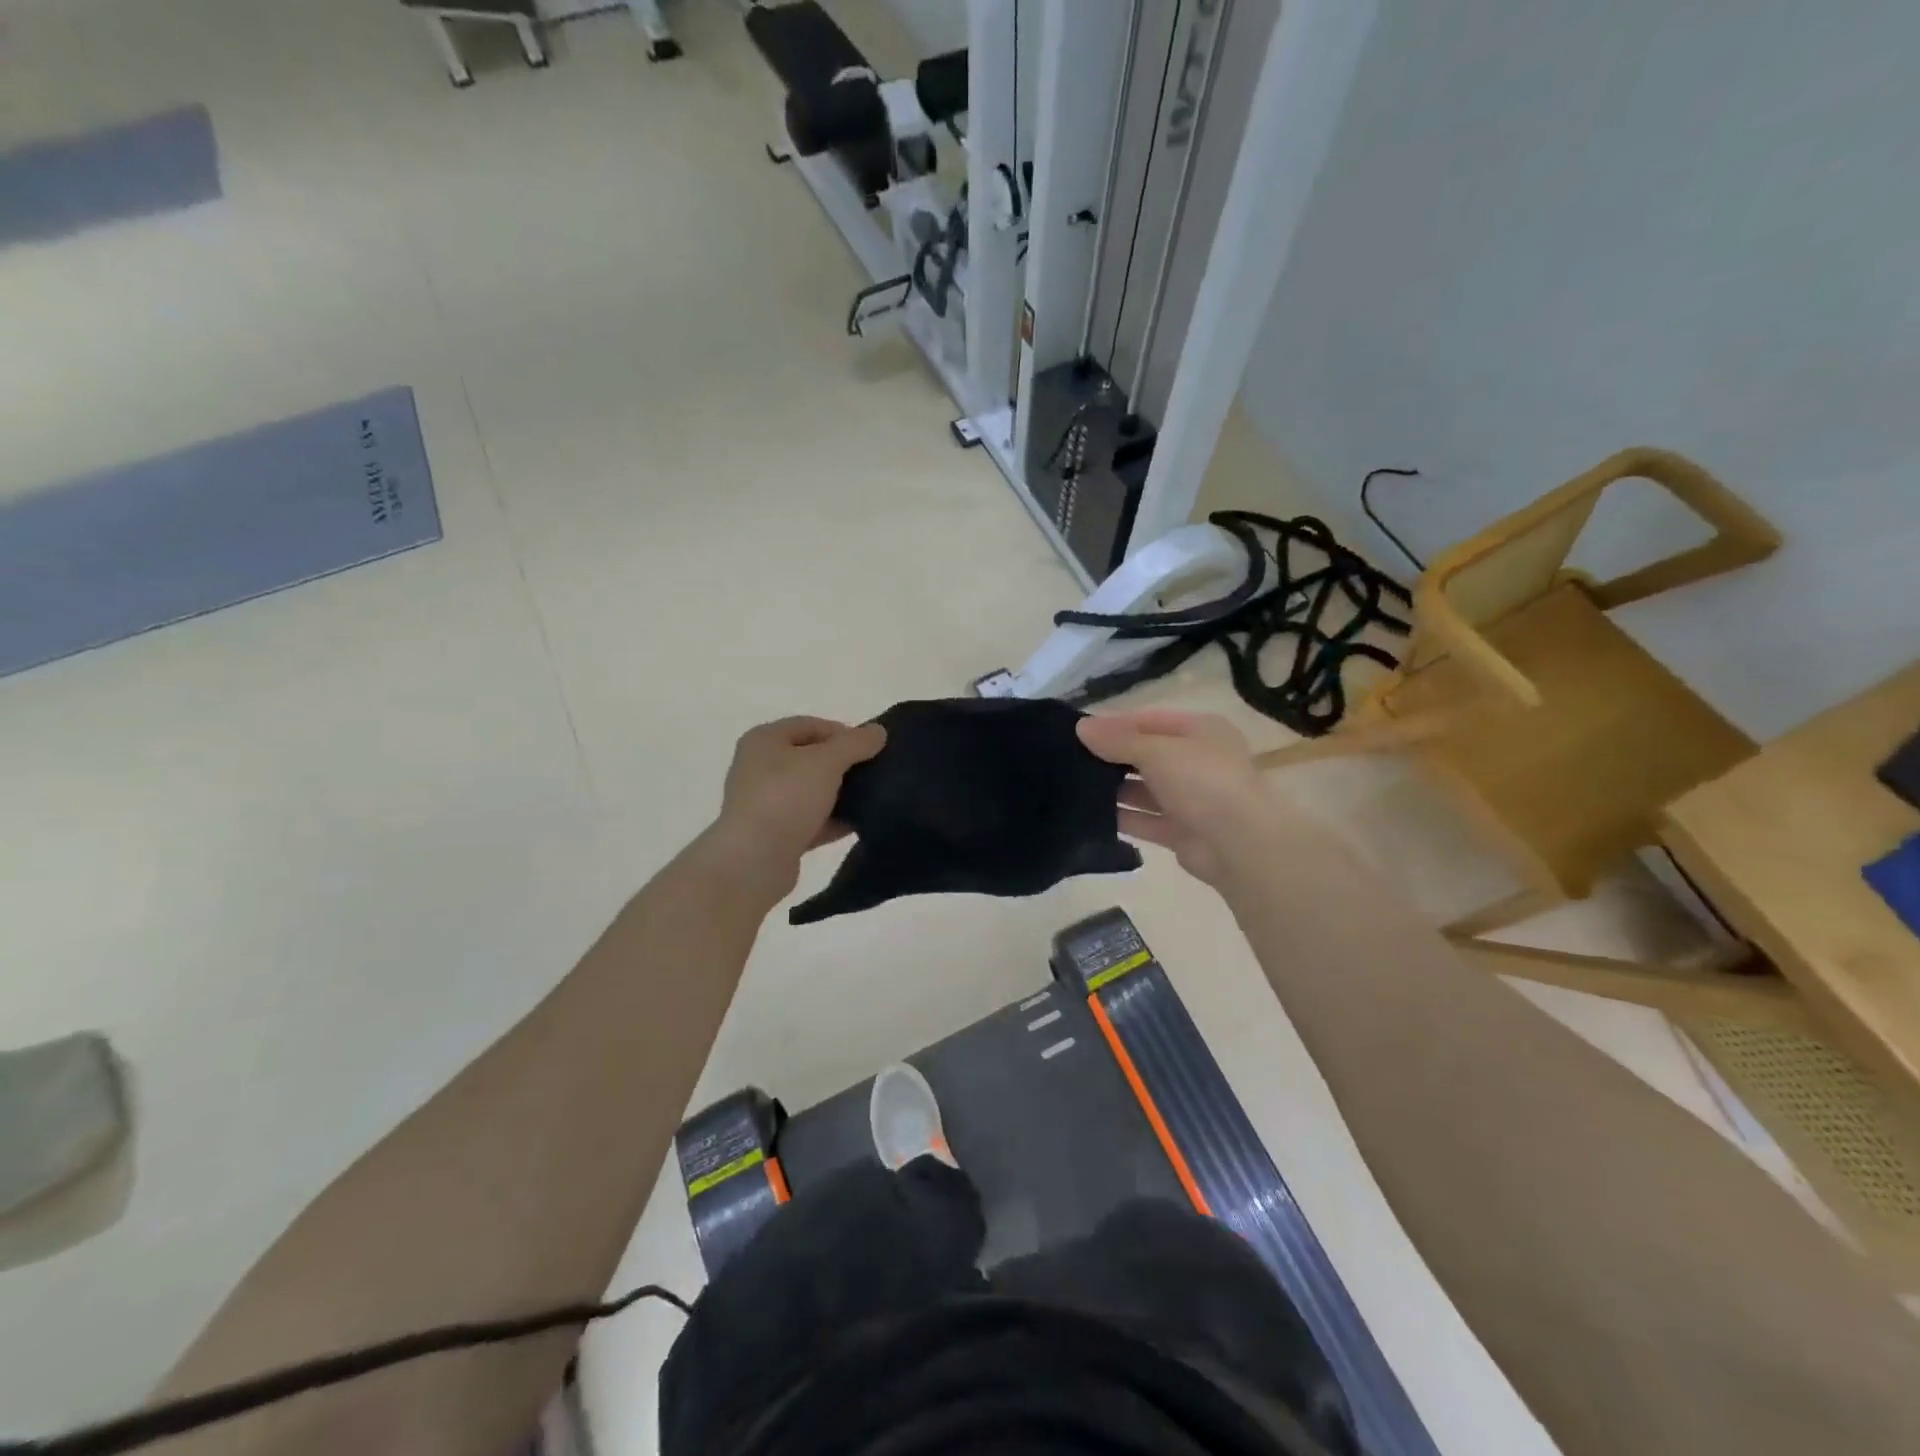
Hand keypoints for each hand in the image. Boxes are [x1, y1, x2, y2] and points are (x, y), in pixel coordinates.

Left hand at [705, 716, 886, 897]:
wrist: (754, 861)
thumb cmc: (786, 798)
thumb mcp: (826, 762)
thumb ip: (855, 743)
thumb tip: (878, 731)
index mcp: (764, 740)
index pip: (811, 725)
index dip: (843, 732)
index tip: (872, 748)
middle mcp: (760, 767)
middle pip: (811, 758)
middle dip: (844, 764)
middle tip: (874, 772)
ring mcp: (766, 803)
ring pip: (812, 791)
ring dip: (840, 794)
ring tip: (872, 798)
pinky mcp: (775, 835)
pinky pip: (811, 821)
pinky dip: (833, 821)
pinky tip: (859, 824)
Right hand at [1078, 709, 1272, 885]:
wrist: (1241, 845)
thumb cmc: (1202, 781)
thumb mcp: (1157, 750)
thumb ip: (1117, 740)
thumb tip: (1081, 727)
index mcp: (1200, 731)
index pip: (1149, 720)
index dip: (1114, 724)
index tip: (1078, 732)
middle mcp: (1197, 761)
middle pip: (1146, 754)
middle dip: (1111, 758)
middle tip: (1068, 759)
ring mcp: (1191, 798)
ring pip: (1144, 789)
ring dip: (1113, 789)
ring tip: (1072, 788)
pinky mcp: (1182, 832)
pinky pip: (1145, 820)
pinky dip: (1122, 818)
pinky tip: (1090, 816)